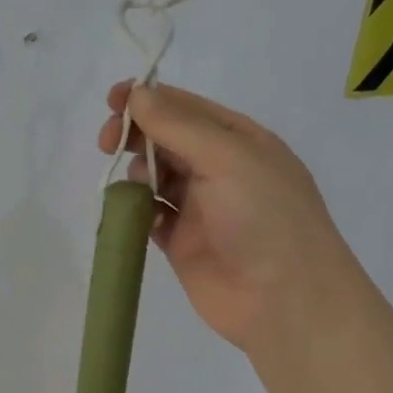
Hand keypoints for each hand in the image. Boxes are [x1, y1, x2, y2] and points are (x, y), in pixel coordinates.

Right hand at [98, 82, 368, 363]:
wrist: (283, 299)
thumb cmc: (264, 217)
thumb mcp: (227, 158)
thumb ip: (178, 126)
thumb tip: (137, 93)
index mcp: (239, 140)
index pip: (186, 107)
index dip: (148, 99)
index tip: (113, 101)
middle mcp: (219, 169)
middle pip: (166, 139)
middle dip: (136, 134)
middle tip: (108, 141)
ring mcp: (200, 208)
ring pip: (156, 176)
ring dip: (137, 171)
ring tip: (135, 183)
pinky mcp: (182, 243)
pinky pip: (151, 216)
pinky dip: (138, 210)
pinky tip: (136, 212)